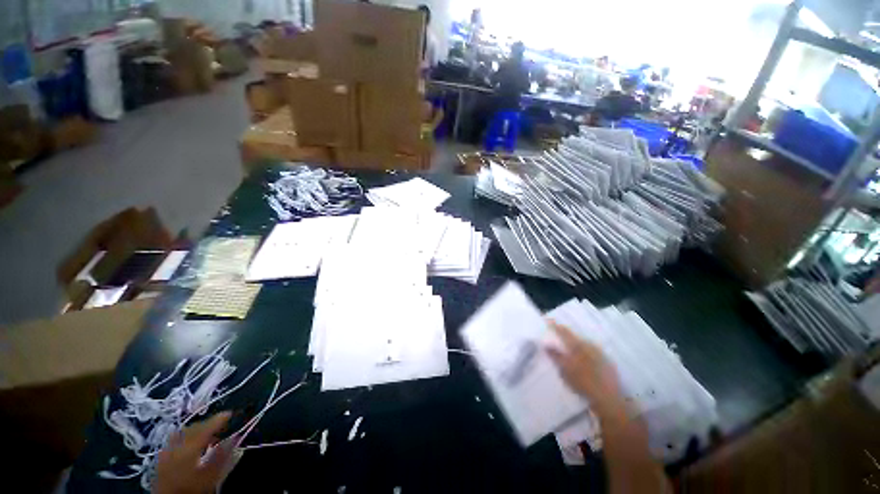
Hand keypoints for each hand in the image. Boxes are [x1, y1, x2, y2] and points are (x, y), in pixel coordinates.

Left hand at [154, 412, 234, 493]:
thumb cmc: (191, 488)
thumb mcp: (210, 476)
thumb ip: (222, 456)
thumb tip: (235, 437)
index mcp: (188, 448)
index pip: (205, 428)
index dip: (218, 419)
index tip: (230, 413)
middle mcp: (176, 445)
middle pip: (193, 428)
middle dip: (208, 424)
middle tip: (221, 425)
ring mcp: (167, 450)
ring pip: (183, 432)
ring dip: (197, 429)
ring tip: (208, 434)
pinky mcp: (162, 457)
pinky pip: (176, 439)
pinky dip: (187, 436)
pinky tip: (191, 443)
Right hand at [545, 320, 620, 402]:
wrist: (609, 398)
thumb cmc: (583, 383)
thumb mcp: (565, 370)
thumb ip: (555, 356)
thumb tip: (546, 345)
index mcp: (577, 346)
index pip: (563, 332)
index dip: (555, 326)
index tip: (548, 320)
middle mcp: (589, 345)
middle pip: (574, 336)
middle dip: (564, 334)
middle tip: (556, 334)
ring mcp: (599, 353)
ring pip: (583, 343)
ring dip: (574, 343)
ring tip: (567, 347)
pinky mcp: (606, 361)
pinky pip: (591, 351)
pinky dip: (583, 351)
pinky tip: (582, 358)